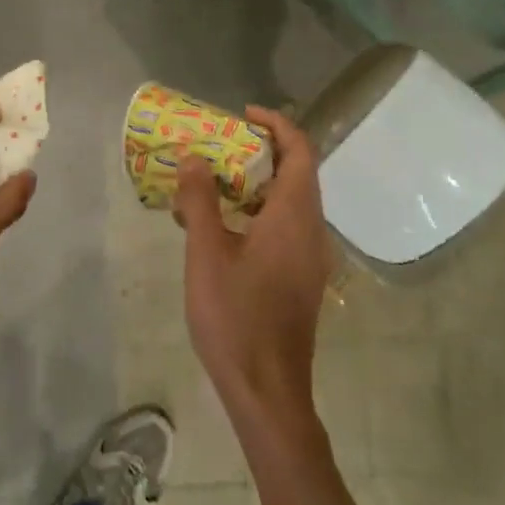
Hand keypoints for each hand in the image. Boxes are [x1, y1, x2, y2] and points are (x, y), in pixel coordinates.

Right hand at [175, 107, 335, 425]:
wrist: (268, 390)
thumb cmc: (236, 317)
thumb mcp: (206, 254)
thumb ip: (200, 201)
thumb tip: (193, 157)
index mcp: (294, 216)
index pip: (300, 151)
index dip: (276, 124)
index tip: (242, 114)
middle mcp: (311, 230)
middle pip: (297, 173)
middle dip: (262, 151)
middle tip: (219, 145)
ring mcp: (310, 257)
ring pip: (289, 203)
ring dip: (257, 183)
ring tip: (212, 182)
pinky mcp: (301, 278)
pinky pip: (285, 227)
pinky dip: (257, 212)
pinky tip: (221, 228)